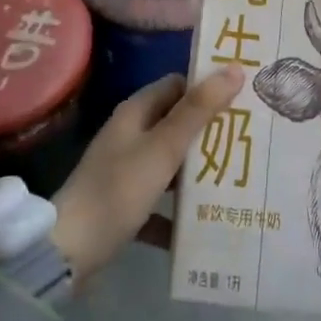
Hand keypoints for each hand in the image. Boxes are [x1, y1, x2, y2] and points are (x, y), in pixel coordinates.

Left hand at [51, 69, 244, 279]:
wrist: (70, 252)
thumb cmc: (119, 191)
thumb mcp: (163, 148)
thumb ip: (198, 110)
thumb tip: (234, 69)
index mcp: (135, 113)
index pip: (177, 85)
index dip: (207, 87)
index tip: (244, 96)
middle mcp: (129, 136)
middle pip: (176, 125)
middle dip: (210, 132)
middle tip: (251, 138)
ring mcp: (125, 172)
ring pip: (171, 164)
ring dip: (199, 171)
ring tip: (241, 177)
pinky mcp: (124, 206)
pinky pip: (160, 203)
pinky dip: (180, 211)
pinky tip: (206, 223)